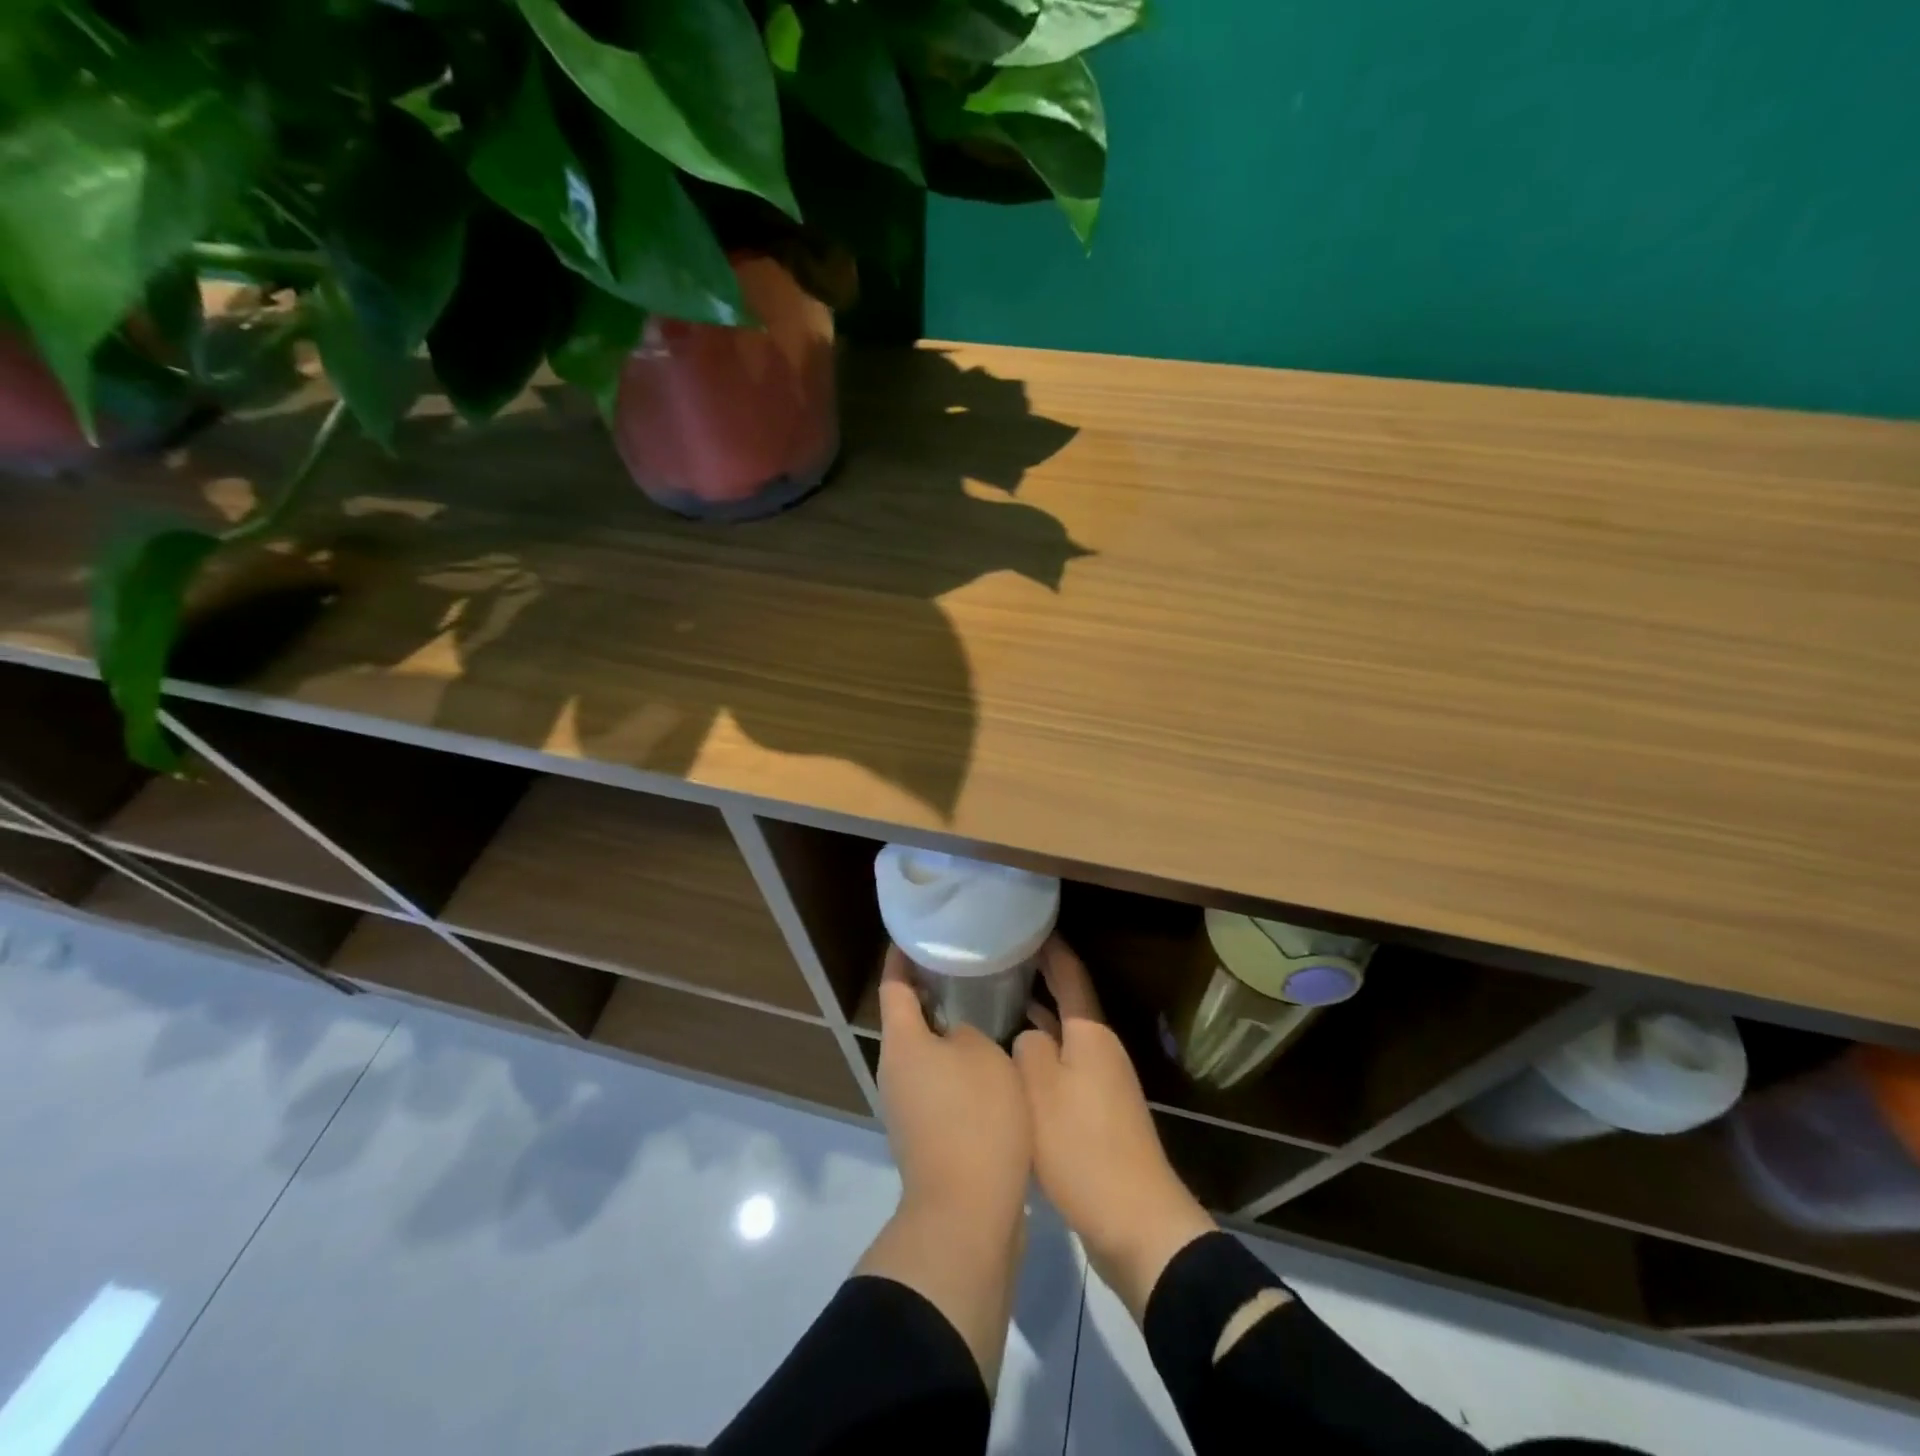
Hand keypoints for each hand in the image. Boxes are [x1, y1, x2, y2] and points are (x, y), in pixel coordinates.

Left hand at [874, 947, 1031, 1222]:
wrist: (967, 1214)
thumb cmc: (974, 1119)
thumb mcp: (984, 1056)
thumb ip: (969, 1030)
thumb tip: (957, 1034)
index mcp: (901, 1042)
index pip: (894, 984)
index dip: (902, 956)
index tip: (915, 933)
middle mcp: (894, 1070)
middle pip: (907, 1018)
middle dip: (931, 989)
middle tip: (963, 964)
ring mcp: (906, 1105)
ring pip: (924, 1051)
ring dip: (946, 1028)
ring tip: (981, 1005)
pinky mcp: (925, 1133)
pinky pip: (937, 1081)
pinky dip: (955, 1063)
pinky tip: (988, 1058)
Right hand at [1014, 937, 1215, 1320]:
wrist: (1136, 1221)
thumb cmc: (1083, 1146)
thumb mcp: (1040, 1088)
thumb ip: (1027, 1048)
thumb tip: (1028, 1035)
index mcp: (1090, 1034)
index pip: (1070, 974)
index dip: (1051, 948)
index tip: (1028, 925)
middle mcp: (1101, 1050)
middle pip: (1069, 1002)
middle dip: (1041, 979)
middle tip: (1004, 960)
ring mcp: (1103, 1083)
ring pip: (1065, 1036)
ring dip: (1039, 1017)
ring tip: (1002, 1002)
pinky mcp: (1098, 1115)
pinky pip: (1065, 1066)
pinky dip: (1042, 1054)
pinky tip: (1017, 1063)